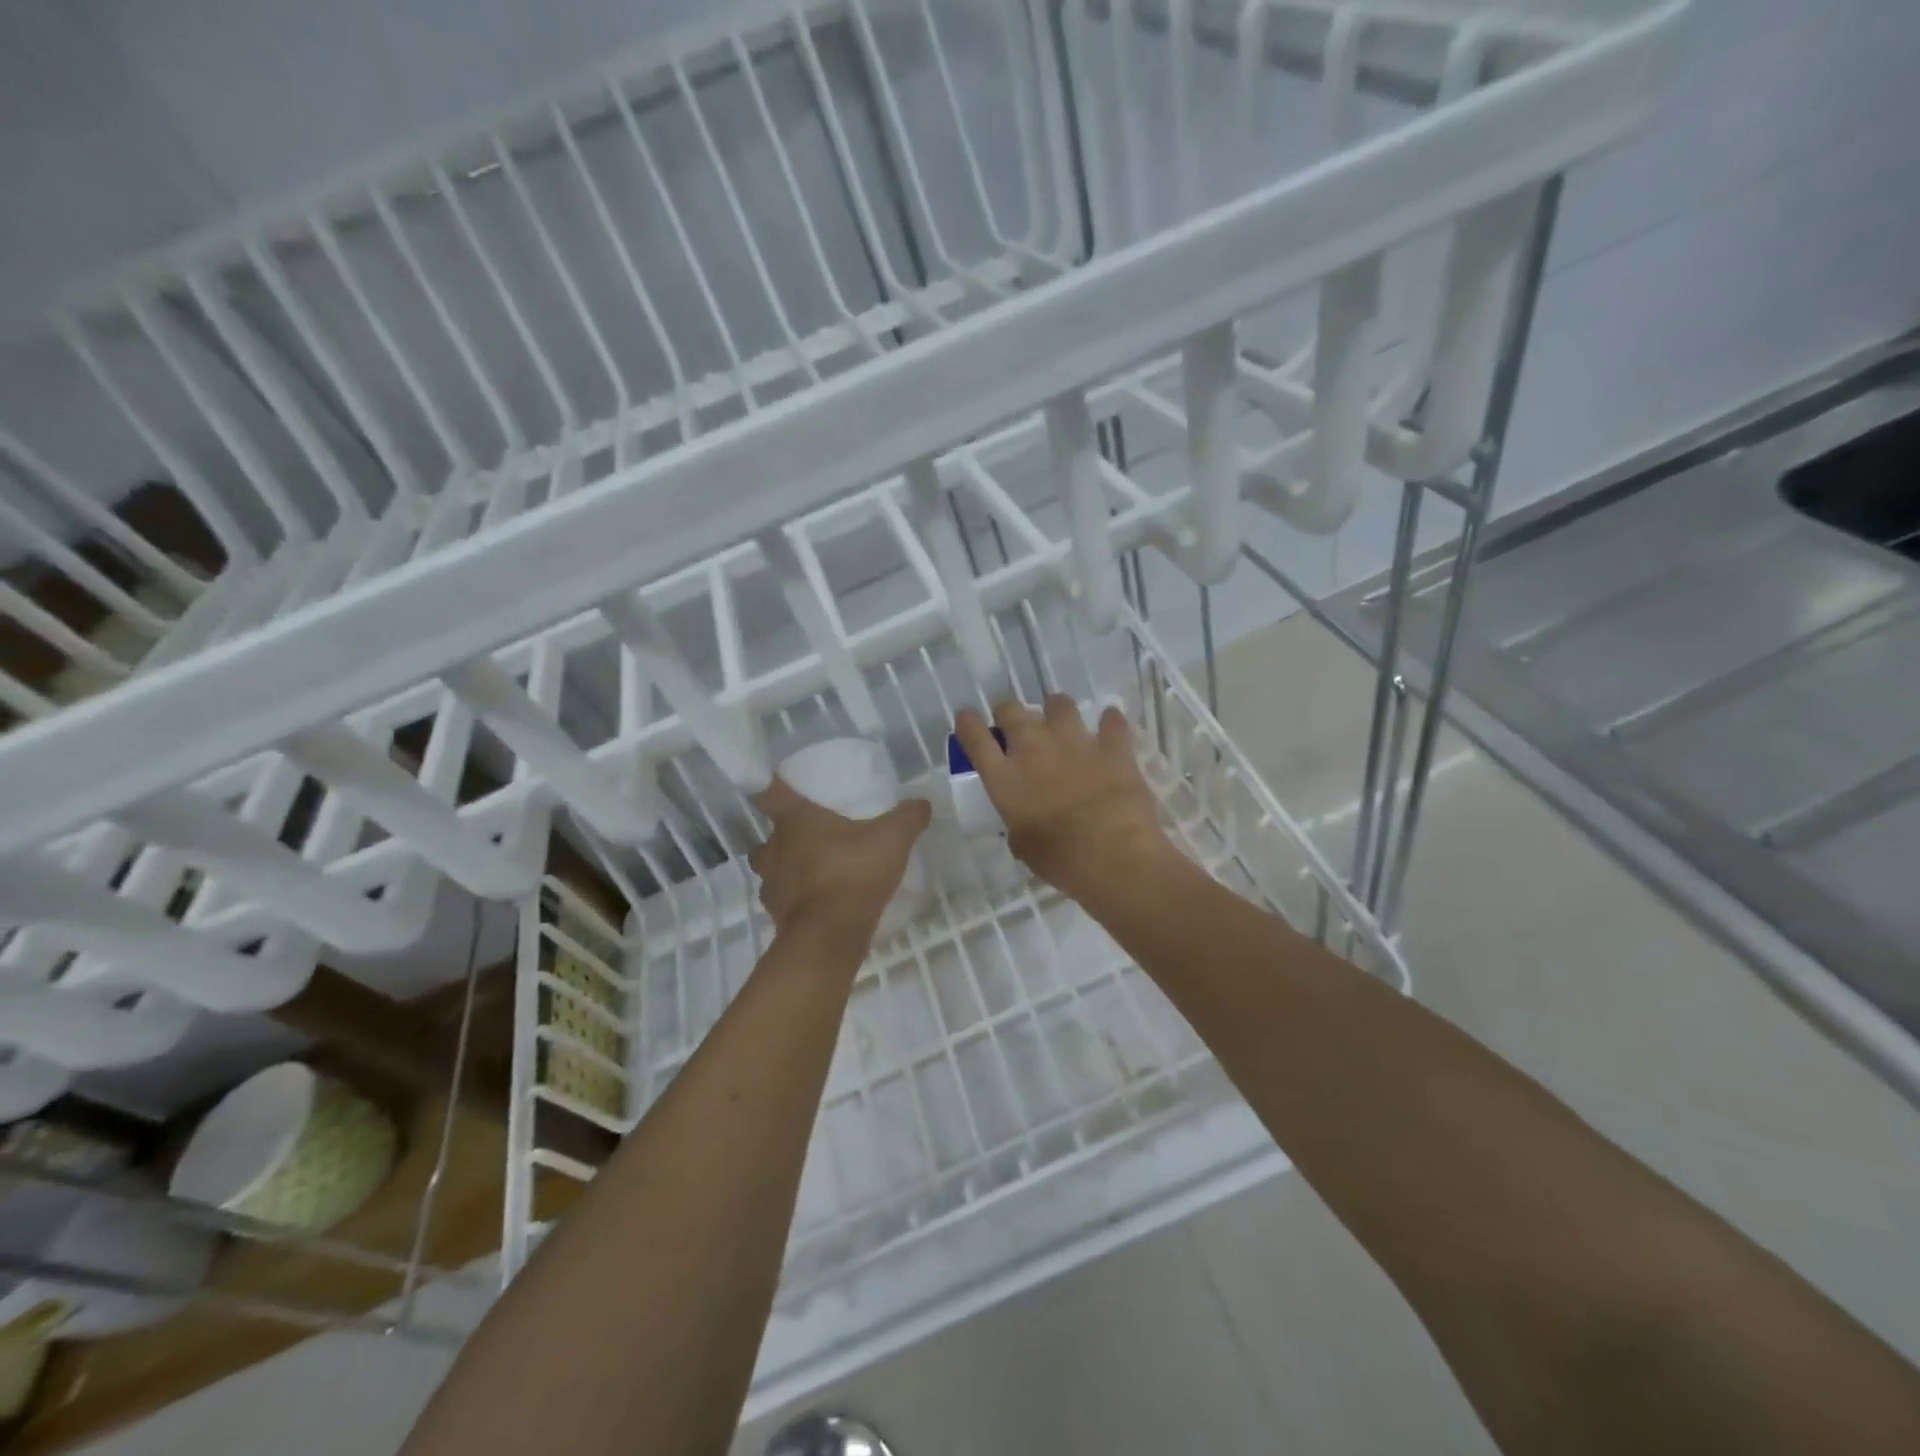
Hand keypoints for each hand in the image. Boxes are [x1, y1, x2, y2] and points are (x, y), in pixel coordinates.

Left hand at [749, 777, 930, 943]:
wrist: (829, 938)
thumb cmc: (853, 874)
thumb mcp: (893, 839)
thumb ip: (908, 817)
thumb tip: (922, 803)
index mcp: (794, 820)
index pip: (769, 792)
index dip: (772, 785)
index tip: (782, 784)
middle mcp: (773, 848)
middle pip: (770, 834)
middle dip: (787, 834)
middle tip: (814, 836)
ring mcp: (770, 884)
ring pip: (773, 868)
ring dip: (788, 867)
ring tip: (817, 871)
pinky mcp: (775, 914)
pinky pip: (783, 899)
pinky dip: (796, 899)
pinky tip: (819, 902)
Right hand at [953, 695, 1170, 899]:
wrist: (1113, 856)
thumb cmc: (1059, 860)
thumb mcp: (1022, 844)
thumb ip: (1018, 820)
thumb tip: (1024, 816)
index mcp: (1004, 776)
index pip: (974, 737)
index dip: (968, 723)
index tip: (967, 718)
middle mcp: (1034, 748)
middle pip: (1011, 711)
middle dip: (1008, 712)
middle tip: (1013, 722)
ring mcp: (1074, 741)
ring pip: (1059, 704)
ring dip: (1056, 709)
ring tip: (1059, 717)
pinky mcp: (1112, 746)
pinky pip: (1111, 722)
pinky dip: (1110, 723)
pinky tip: (1111, 726)